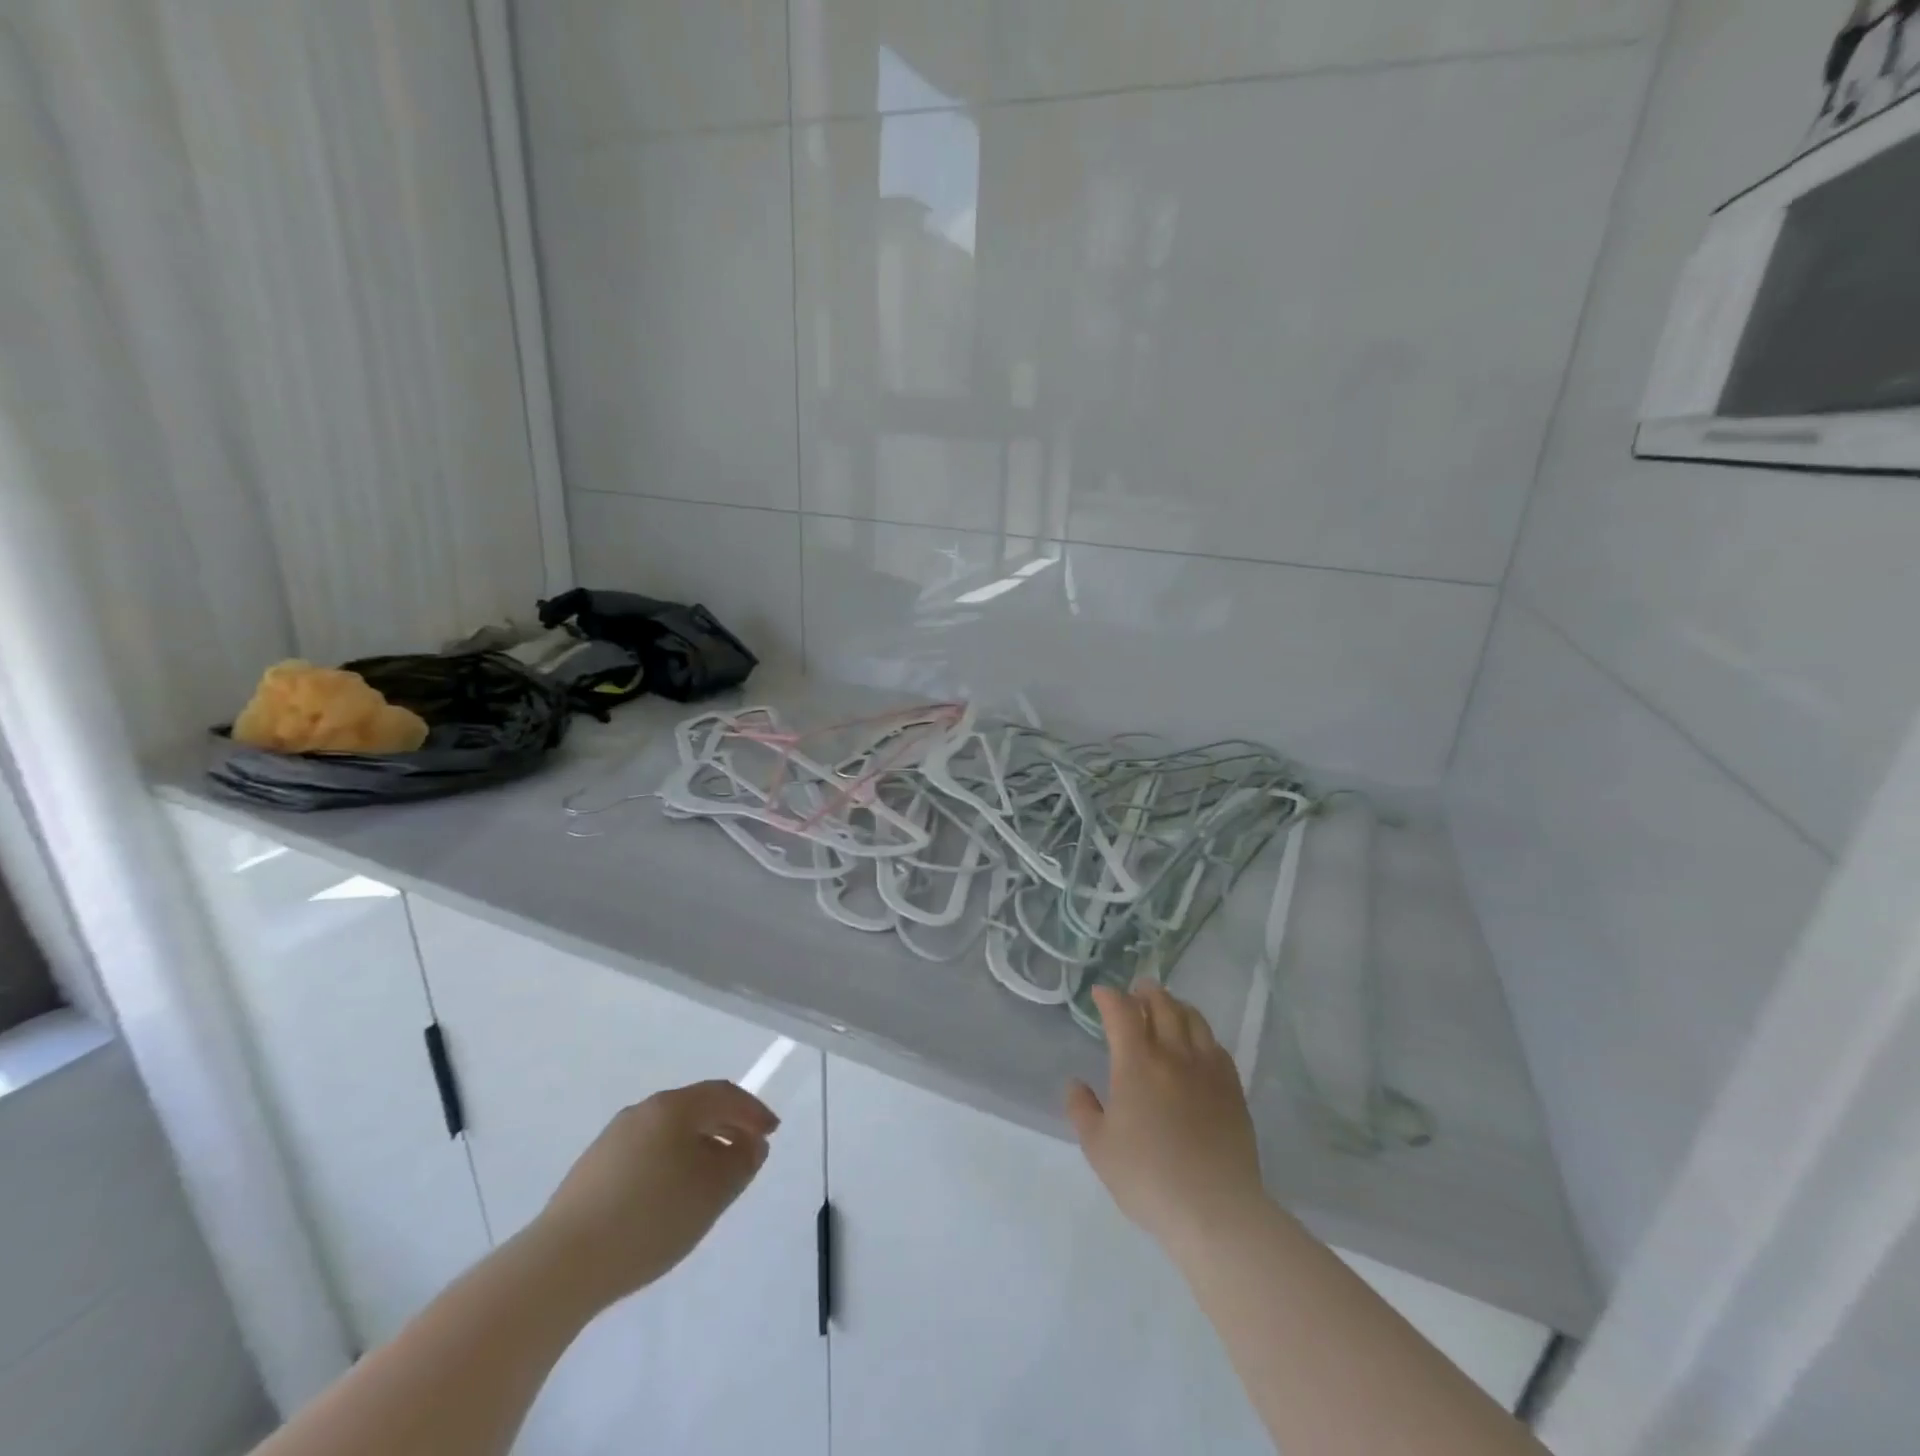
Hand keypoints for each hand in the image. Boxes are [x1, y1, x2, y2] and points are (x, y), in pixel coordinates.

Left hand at [529, 1080, 779, 1311]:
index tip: (772, 1132)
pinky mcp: (591, 1170)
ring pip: (669, 1132)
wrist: (561, 1264)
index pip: (724, 1094)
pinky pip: (646, 1153)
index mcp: (673, 1107)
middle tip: (748, 1151)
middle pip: (695, 1108)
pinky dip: (670, 1162)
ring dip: (698, 1146)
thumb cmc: (651, 1218)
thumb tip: (751, 1144)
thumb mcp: (713, 1192)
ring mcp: (612, 1139)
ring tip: (712, 1178)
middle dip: (727, 1126)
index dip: (753, 1111)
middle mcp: (643, 1111)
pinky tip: (670, 1196)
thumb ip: (742, 1162)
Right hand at [1066, 984, 1267, 1253]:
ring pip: (1194, 1020)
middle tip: (1137, 991)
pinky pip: (1217, 1046)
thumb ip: (1082, 1110)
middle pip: (1162, 1005)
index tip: (1101, 993)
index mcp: (1137, 1063)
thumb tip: (1076, 1084)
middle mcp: (1173, 1055)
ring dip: (1176, 1006)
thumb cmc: (1148, 1178)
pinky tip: (1198, 1044)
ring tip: (1168, 1008)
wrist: (1215, 1209)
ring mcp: (1208, 1069)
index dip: (1110, 997)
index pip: (1122, 1012)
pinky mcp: (1233, 1089)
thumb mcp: (1098, 1148)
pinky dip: (1201, 1034)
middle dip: (1146, 992)